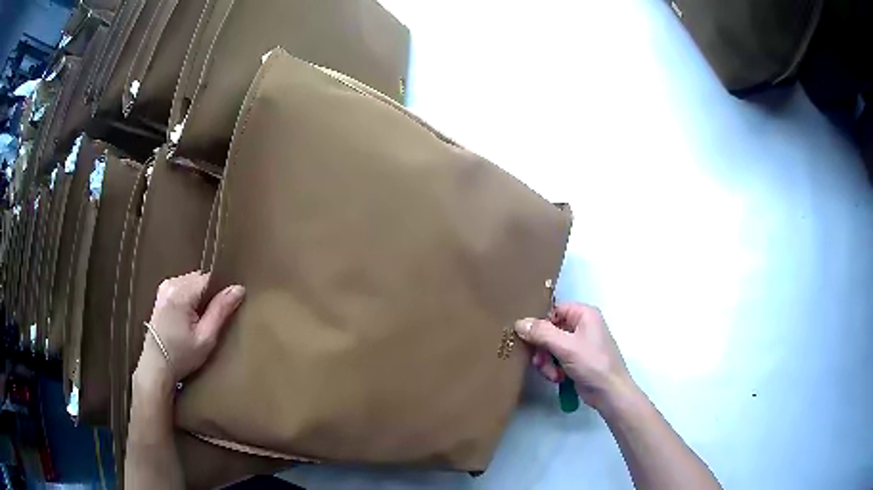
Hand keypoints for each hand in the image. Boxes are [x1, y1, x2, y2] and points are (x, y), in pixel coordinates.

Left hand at [136, 271, 244, 389]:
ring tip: (201, 320)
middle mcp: (171, 283)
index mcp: (180, 292)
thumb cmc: (182, 355)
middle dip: (210, 295)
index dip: (220, 292)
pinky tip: (190, 317)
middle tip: (212, 320)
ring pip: (193, 282)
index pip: (209, 278)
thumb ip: (221, 311)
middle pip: (200, 279)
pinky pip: (184, 287)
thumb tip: (239, 288)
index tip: (225, 310)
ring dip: (200, 297)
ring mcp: (164, 287)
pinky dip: (191, 298)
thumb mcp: (206, 338)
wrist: (156, 365)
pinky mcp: (162, 293)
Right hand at [515, 303, 636, 411]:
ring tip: (552, 374)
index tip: (528, 338)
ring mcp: (579, 344)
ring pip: (550, 347)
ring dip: (546, 361)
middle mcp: (582, 325)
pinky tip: (558, 378)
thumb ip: (541, 333)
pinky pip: (556, 358)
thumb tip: (519, 323)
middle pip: (549, 330)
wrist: (609, 392)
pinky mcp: (576, 359)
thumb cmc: (592, 363)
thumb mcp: (565, 346)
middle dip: (542, 348)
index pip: (553, 310)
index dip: (540, 324)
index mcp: (584, 314)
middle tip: (539, 361)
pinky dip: (553, 368)